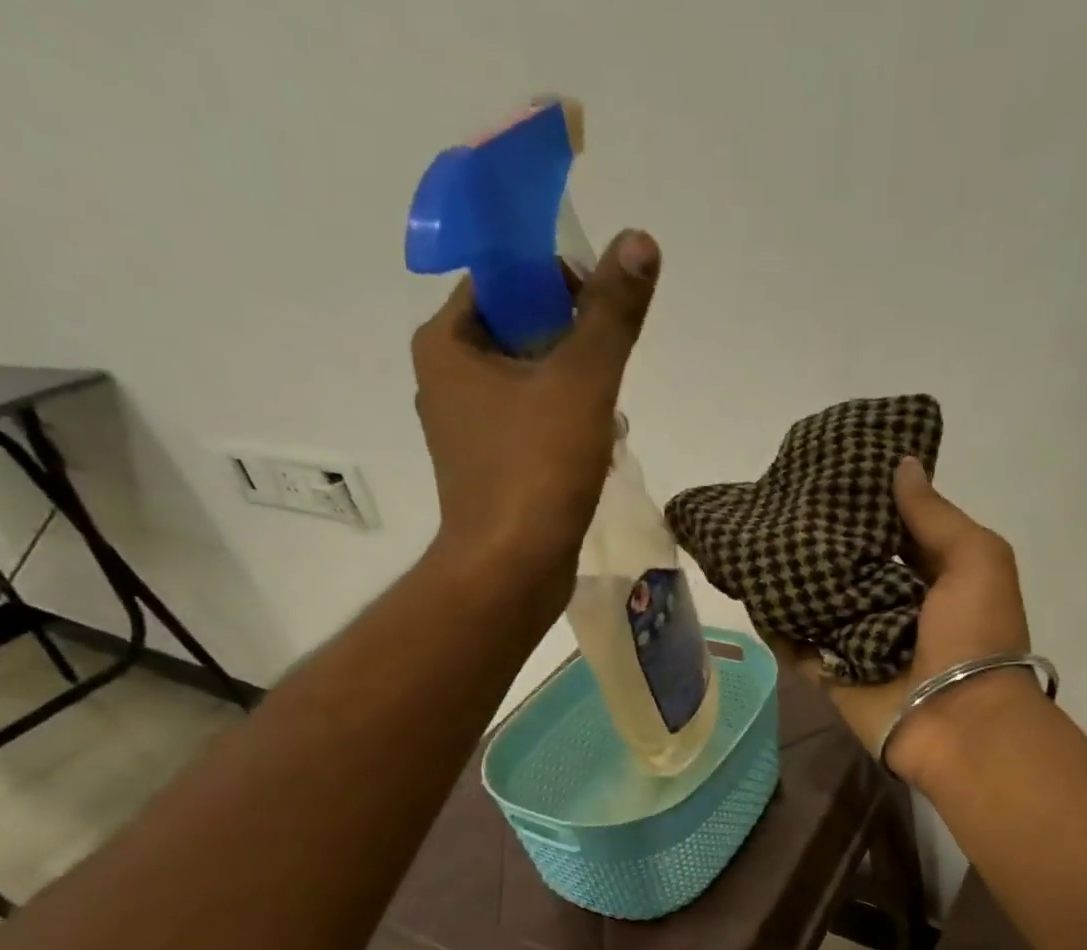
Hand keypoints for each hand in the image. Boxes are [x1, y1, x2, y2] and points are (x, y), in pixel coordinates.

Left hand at [410, 229, 661, 602]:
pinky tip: (597, 457)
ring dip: (578, 394)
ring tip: (609, 426)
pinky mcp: (489, 472)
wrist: (510, 572)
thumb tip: (640, 240)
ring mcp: (466, 431)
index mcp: (447, 343)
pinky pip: (531, 428)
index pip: (504, 280)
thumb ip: (611, 313)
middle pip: (523, 332)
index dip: (558, 284)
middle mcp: (446, 380)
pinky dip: (565, 432)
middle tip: (610, 378)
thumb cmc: (536, 470)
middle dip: (576, 350)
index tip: (600, 318)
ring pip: (532, 385)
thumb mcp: (582, 382)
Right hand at [779, 458, 1035, 786]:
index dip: (868, 503)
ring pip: (818, 604)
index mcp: (933, 578)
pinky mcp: (832, 675)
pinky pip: (797, 647)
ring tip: (754, 538)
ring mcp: (859, 643)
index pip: (894, 532)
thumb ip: (934, 515)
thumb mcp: (975, 560)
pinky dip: (776, 625)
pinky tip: (749, 592)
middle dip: (822, 539)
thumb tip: (902, 465)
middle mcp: (894, 606)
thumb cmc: (975, 635)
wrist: (959, 724)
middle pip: (850, 566)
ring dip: (793, 579)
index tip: (831, 471)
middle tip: (779, 502)